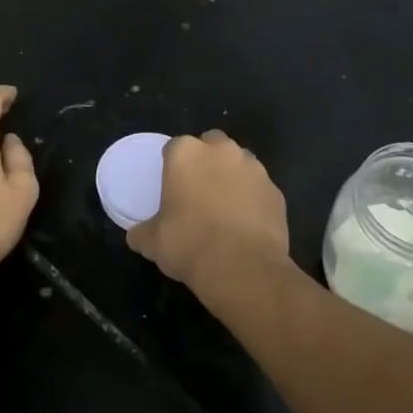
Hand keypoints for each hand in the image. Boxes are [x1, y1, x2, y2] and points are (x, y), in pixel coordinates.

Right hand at [126, 130, 290, 289]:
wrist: (242, 269)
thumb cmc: (189, 245)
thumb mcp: (152, 241)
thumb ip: (142, 231)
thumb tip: (137, 235)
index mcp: (186, 153)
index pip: (175, 147)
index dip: (172, 165)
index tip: (171, 187)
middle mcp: (222, 151)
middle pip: (211, 143)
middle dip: (206, 160)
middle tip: (199, 190)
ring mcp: (253, 168)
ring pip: (239, 163)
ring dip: (232, 177)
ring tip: (225, 208)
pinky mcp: (276, 192)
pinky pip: (259, 189)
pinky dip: (253, 199)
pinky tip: (246, 225)